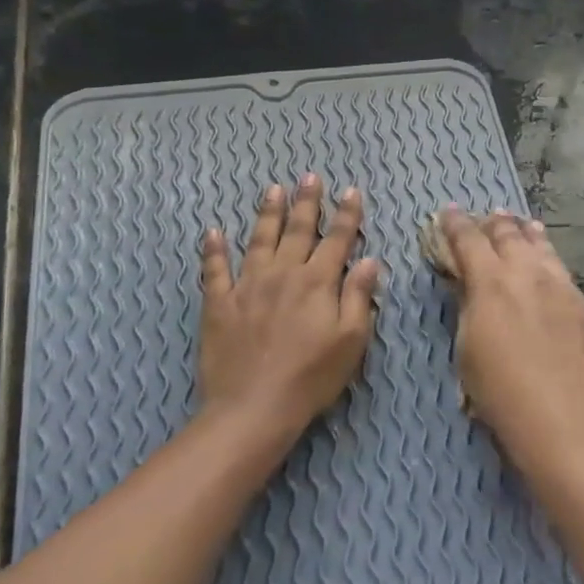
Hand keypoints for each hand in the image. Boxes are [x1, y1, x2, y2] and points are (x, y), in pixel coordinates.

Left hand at [198, 175, 380, 440]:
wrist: (254, 406)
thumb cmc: (312, 377)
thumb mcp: (351, 341)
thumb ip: (359, 297)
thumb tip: (370, 260)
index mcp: (318, 282)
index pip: (337, 240)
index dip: (346, 215)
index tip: (351, 191)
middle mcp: (283, 274)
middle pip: (298, 230)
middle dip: (307, 202)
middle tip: (310, 177)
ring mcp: (247, 286)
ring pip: (259, 240)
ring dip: (268, 213)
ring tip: (273, 190)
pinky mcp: (219, 304)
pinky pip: (214, 270)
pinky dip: (213, 249)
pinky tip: (213, 232)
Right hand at [437, 208, 583, 456]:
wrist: (560, 416)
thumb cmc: (498, 390)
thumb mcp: (466, 348)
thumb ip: (468, 308)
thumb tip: (468, 285)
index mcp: (491, 281)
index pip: (468, 239)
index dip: (455, 223)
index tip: (448, 212)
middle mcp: (528, 273)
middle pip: (509, 235)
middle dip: (494, 223)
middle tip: (489, 216)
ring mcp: (562, 287)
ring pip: (543, 248)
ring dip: (528, 234)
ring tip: (524, 225)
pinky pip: (563, 273)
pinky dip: (550, 263)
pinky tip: (550, 270)